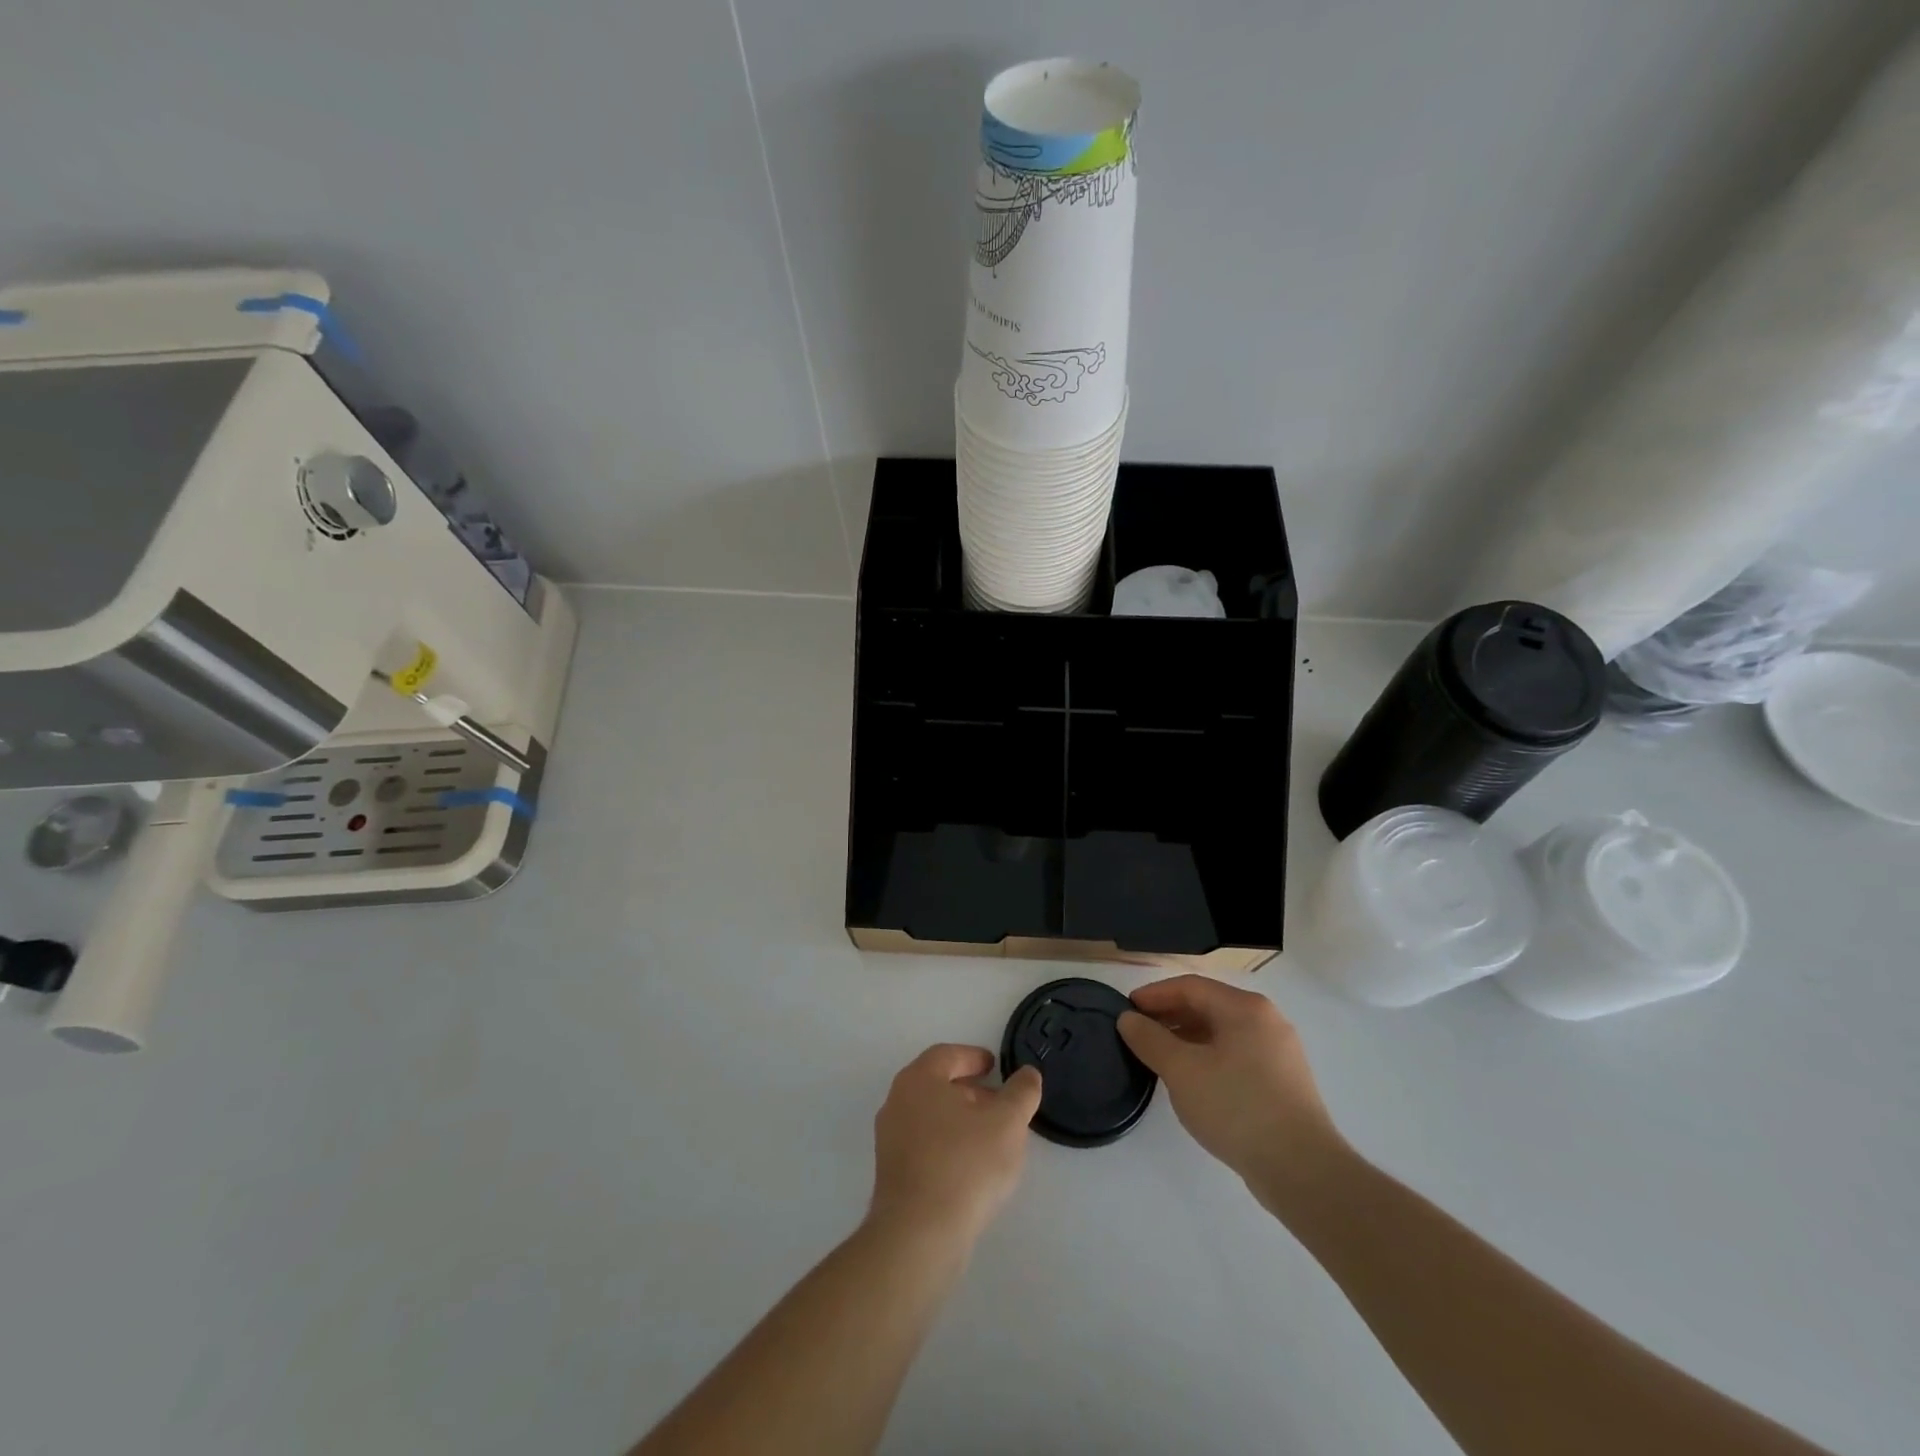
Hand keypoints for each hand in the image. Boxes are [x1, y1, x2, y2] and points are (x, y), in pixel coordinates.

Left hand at [869, 1045, 1042, 1251]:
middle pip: (937, 1085)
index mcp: (918, 1079)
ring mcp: (890, 1139)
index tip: (995, 1067)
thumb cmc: (965, 1165)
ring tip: (992, 1138)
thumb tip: (1028, 1074)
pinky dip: (948, 1144)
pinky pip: (924, 1145)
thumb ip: (1021, 1093)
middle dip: (970, 1091)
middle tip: (999, 1104)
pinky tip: (971, 1168)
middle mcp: (897, 1102)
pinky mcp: (892, 1173)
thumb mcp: (1007, 1123)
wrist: (919, 1235)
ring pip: (930, 1116)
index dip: (973, 1057)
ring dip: (960, 1120)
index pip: (947, 1055)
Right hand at [1118, 976, 1345, 1211]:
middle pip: (1208, 1006)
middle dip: (1170, 1016)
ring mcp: (1279, 1052)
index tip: (1126, 1010)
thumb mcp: (1182, 1070)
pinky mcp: (1283, 1083)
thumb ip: (1150, 1039)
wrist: (1302, 1170)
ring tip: (1159, 1058)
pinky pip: (1237, 1056)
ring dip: (1187, 1038)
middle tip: (1138, 1033)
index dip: (1154, 995)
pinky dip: (1208, 1058)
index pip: (1190, 987)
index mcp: (1245, 1008)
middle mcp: (1266, 1020)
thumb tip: (1128, 1019)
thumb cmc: (1236, 1107)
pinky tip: (1193, 1082)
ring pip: (1223, 1033)